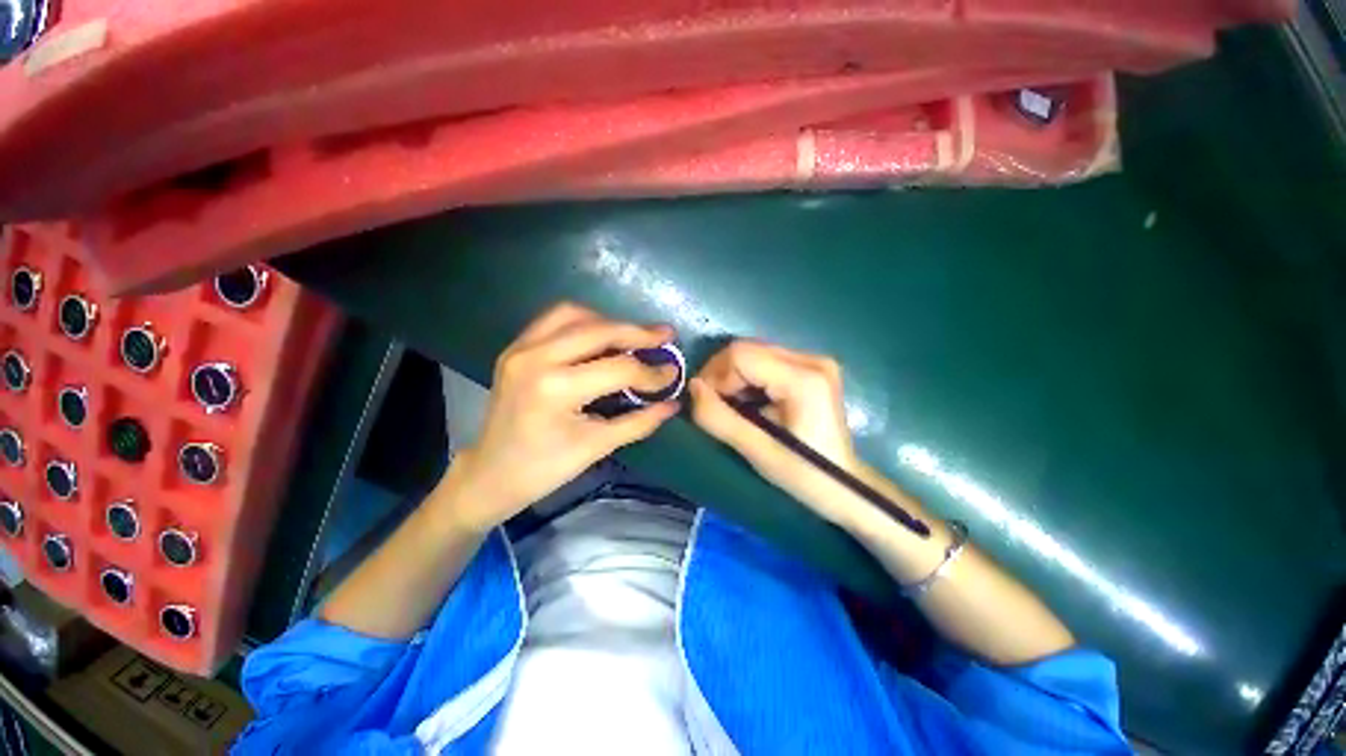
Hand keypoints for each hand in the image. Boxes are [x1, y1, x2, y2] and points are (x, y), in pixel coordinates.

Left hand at [443, 303, 679, 531]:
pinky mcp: (516, 347)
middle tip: (665, 335)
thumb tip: (673, 403)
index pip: (619, 368)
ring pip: (575, 314)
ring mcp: (521, 348)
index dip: (652, 372)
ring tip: (633, 336)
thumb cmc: (544, 469)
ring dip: (610, 322)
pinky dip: (585, 322)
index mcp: (556, 388)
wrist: (490, 473)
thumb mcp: (597, 447)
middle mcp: (536, 357)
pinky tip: (601, 336)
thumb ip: (639, 421)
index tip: (673, 374)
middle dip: (638, 332)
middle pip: (599, 330)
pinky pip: (555, 320)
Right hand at [689, 340, 870, 528]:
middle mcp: (812, 359)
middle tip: (714, 405)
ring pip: (753, 353)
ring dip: (733, 376)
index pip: (741, 355)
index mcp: (804, 379)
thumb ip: (719, 418)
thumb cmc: (803, 476)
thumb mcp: (756, 451)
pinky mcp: (812, 367)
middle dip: (722, 375)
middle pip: (747, 349)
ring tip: (731, 406)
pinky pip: (765, 360)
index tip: (706, 404)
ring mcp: (814, 360)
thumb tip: (692, 387)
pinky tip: (749, 401)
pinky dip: (747, 378)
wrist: (845, 487)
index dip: (715, 376)